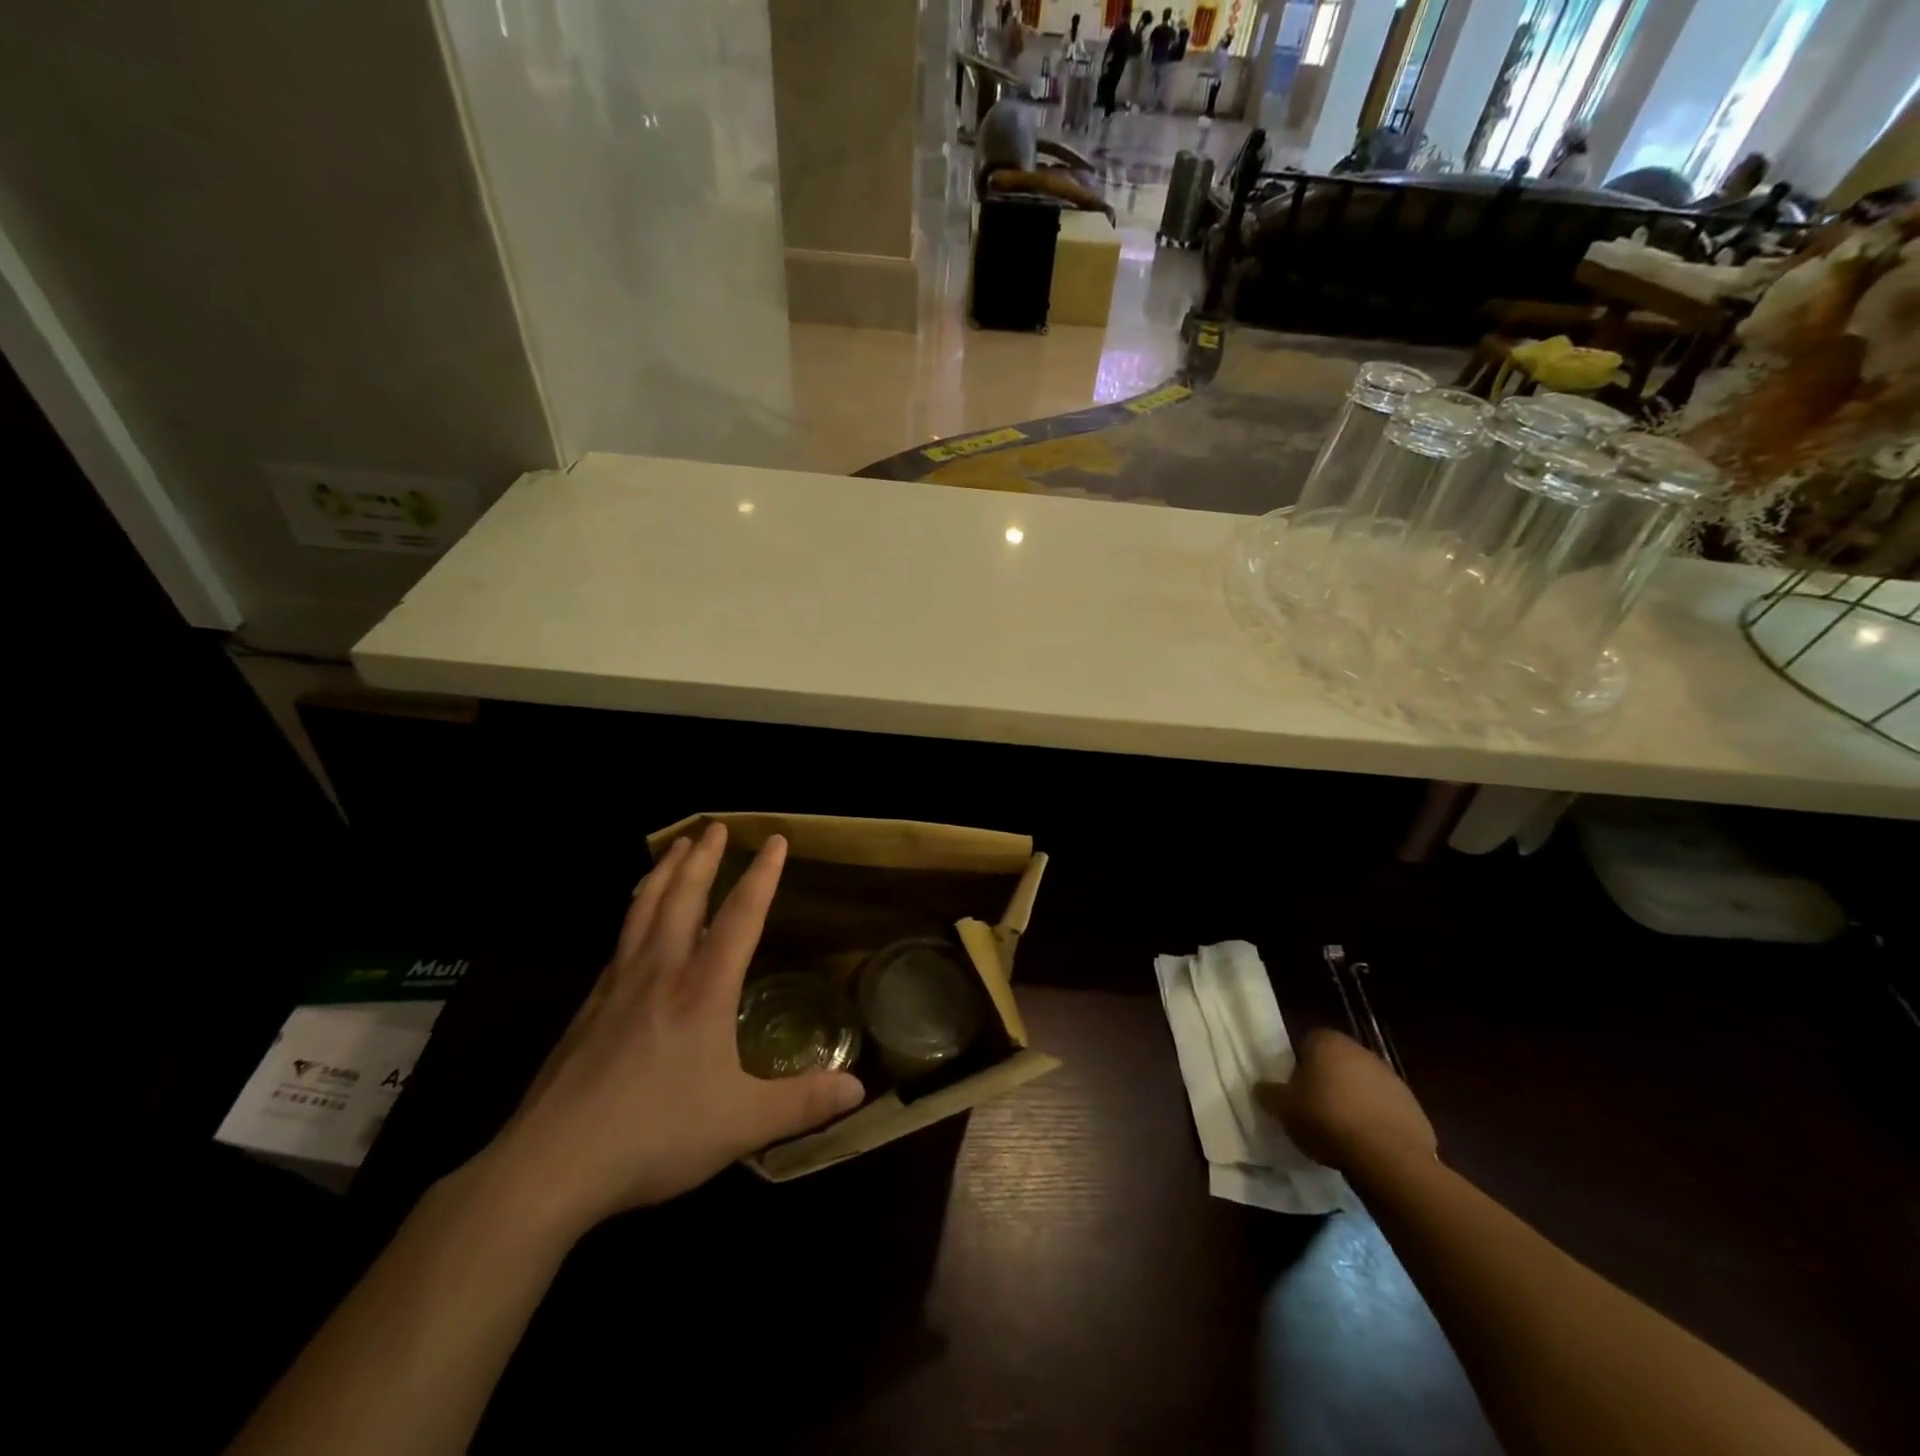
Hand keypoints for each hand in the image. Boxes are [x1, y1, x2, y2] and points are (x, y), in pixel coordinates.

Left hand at [481, 824, 863, 1236]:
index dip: (762, 875)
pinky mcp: (588, 1007)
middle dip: (704, 858)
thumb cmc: (655, 1135)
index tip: (775, 840)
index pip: (741, 916)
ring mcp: (618, 985)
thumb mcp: (743, 1124)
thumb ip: (803, 1103)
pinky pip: (619, 939)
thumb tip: (859, 1088)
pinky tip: (634, 918)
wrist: (551, 1164)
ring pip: (644, 909)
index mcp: (703, 990)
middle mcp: (661, 972)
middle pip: (684, 897)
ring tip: (674, 846)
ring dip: (663, 872)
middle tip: (715, 826)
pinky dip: (633, 910)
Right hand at [1255, 1029, 1434, 1173]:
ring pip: (1363, 1085)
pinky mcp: (1413, 1107)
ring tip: (1341, 1131)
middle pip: (1337, 1062)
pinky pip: (1385, 1109)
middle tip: (1314, 1109)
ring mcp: (1391, 1078)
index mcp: (1327, 1042)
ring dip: (1354, 1101)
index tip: (1294, 1088)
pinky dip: (1376, 1121)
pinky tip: (1367, 1145)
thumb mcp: (1284, 1108)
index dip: (1299, 1063)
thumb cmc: (1326, 1120)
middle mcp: (1361, 1051)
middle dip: (1327, 1081)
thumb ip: (1269, 1094)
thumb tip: (1262, 1088)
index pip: (1307, 1041)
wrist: (1388, 1157)